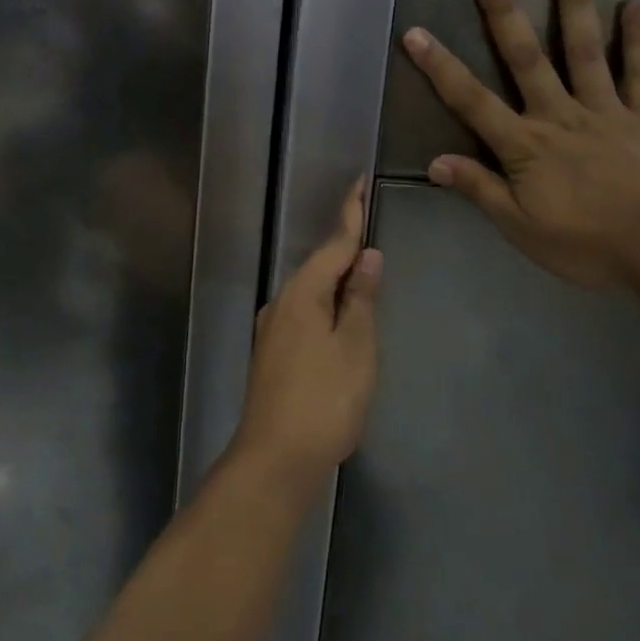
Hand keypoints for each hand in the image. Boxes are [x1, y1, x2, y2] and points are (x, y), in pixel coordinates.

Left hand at [231, 181, 383, 487]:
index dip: (349, 214)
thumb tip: (366, 256)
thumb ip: (360, 299)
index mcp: (302, 293)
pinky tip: (338, 317)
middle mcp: (281, 303)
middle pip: (318, 266)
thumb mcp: (355, 346)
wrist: (275, 458)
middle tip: (368, 227)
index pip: (333, 244)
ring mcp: (272, 330)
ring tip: (361, 273)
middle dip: (343, 247)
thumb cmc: (324, 399)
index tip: (359, 182)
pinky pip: (303, 313)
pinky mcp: (272, 354)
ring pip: (309, 291)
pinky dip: (325, 304)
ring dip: (335, 278)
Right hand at [402, 0, 639, 287]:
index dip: (440, 67)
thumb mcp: (522, 227)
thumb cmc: (589, 244)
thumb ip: (480, 189)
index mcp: (525, 145)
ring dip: (571, 4)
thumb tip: (434, 161)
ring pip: (583, 50)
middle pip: (525, 58)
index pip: (471, 101)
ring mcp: (606, 109)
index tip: (415, 33)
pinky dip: (638, 38)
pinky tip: (636, 4)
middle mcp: (560, 115)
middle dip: (503, 12)